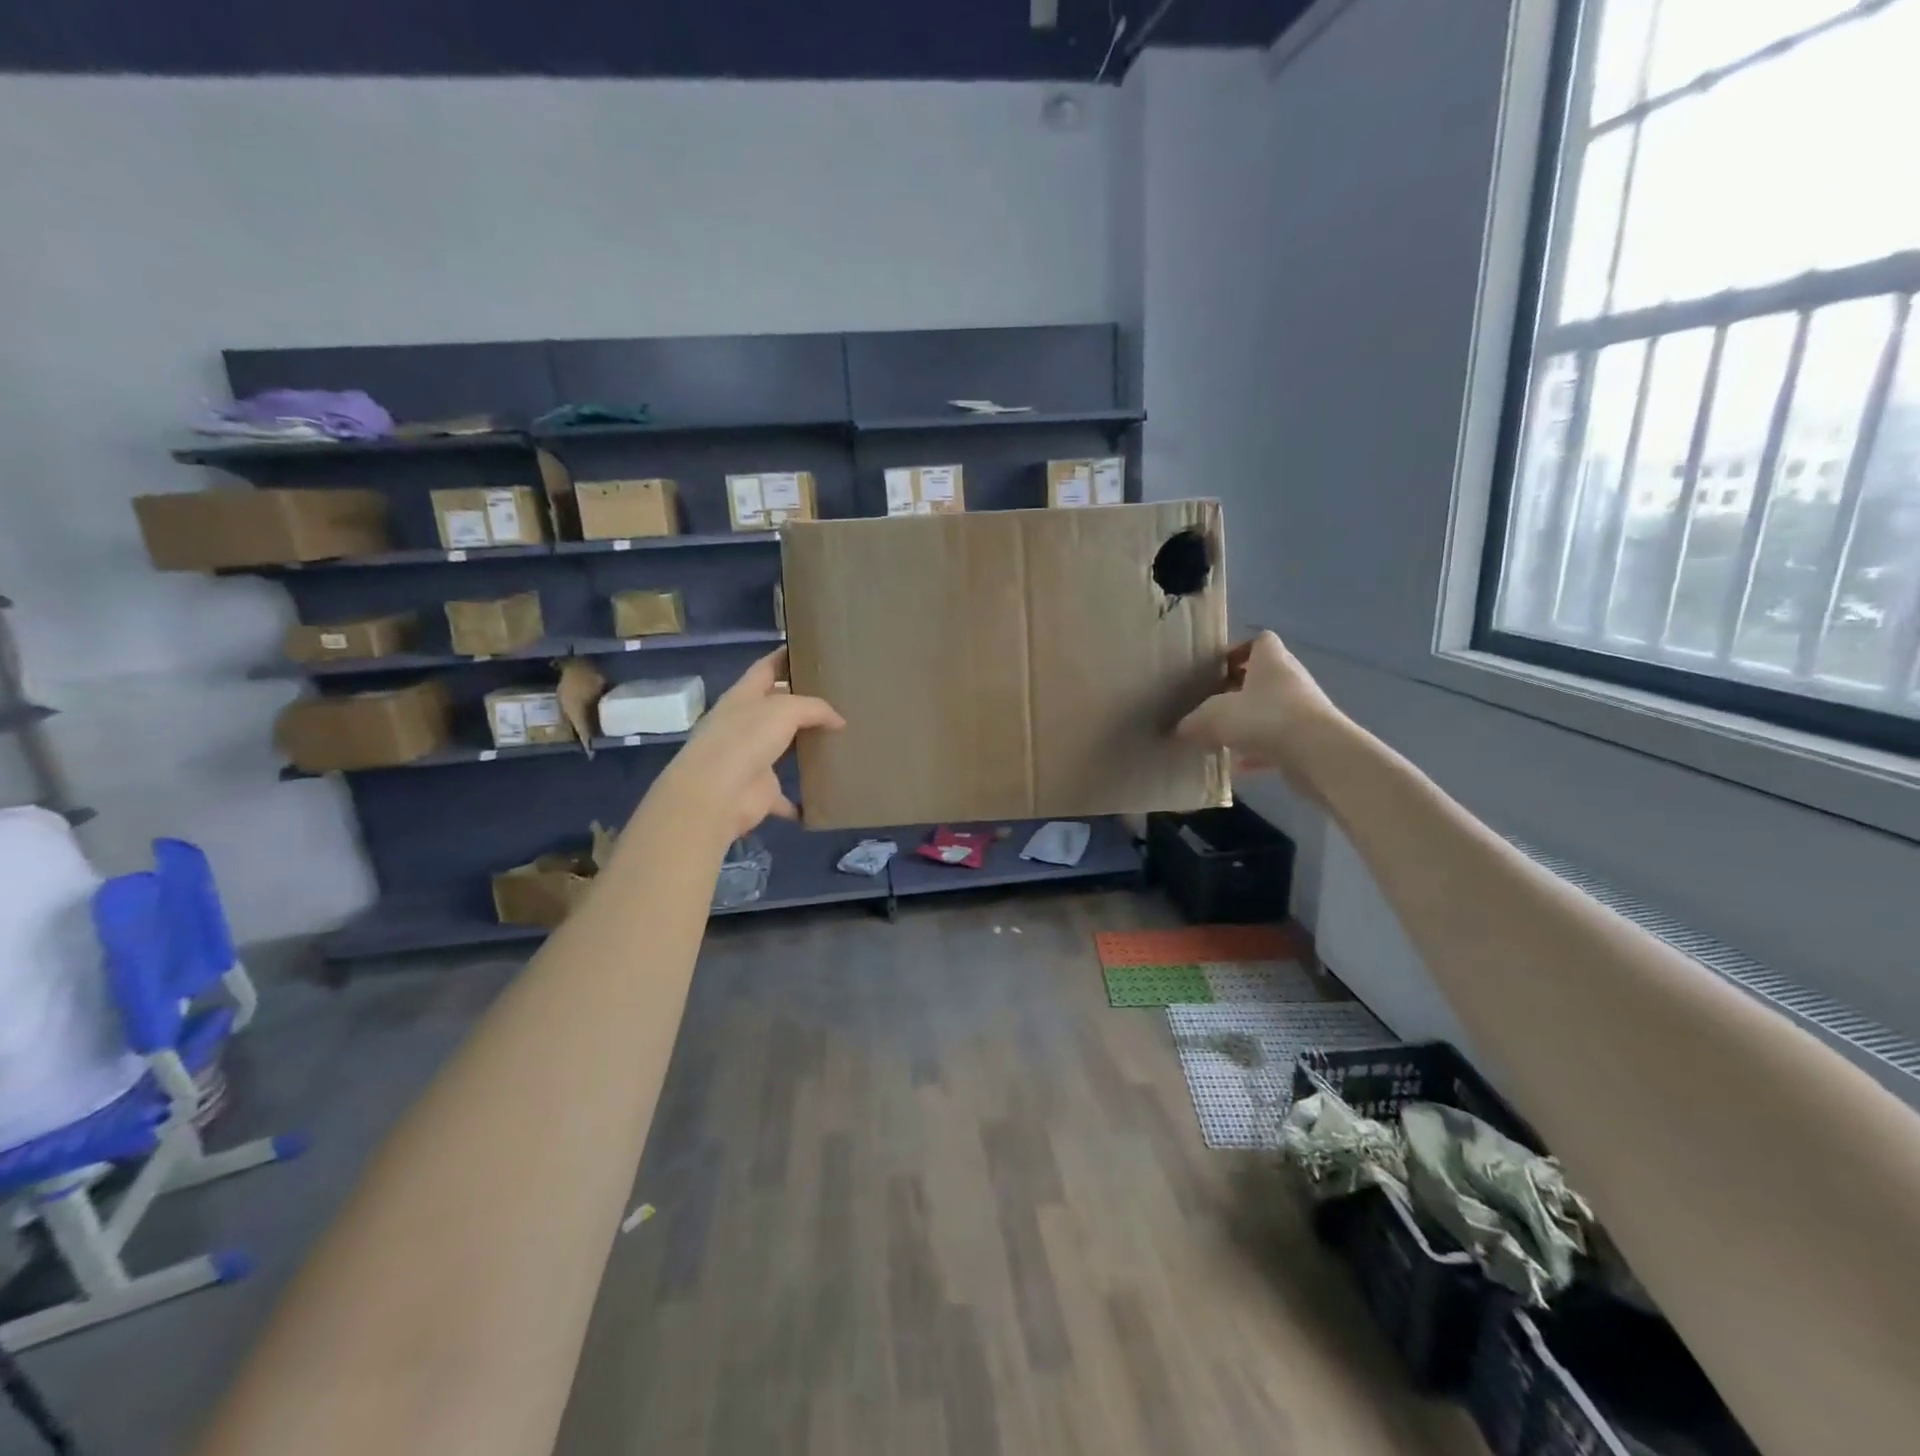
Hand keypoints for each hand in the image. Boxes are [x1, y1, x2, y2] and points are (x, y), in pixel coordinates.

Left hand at [647, 650, 844, 841]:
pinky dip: (801, 800)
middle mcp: (744, 725)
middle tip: (839, 698)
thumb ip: (815, 708)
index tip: (810, 650)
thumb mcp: (784, 710)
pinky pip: (786, 797)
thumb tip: (839, 721)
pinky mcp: (760, 791)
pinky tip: (825, 797)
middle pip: (777, 709)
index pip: (765, 668)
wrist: (717, 795)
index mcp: (743, 697)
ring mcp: (750, 759)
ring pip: (783, 749)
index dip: (784, 657)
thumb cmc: (745, 739)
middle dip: (802, 704)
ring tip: (840, 741)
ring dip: (805, 748)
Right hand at [1175, 631, 1342, 792]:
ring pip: (1271, 710)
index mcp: (1271, 661)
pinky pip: (1278, 740)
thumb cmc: (1264, 718)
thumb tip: (1180, 729)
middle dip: (1238, 690)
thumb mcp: (1214, 717)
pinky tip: (1238, 766)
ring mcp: (1303, 710)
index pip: (1260, 640)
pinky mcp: (1309, 739)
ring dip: (1249, 721)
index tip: (1216, 668)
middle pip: (1263, 676)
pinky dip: (1259, 751)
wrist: (1317, 753)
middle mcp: (1290, 679)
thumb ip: (1193, 722)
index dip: (1239, 650)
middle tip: (1212, 704)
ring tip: (1222, 735)